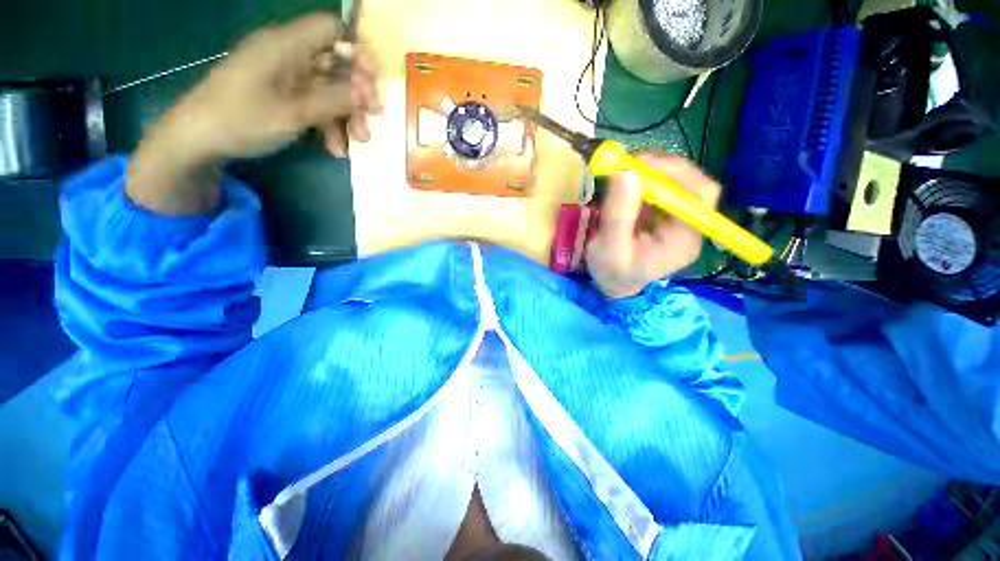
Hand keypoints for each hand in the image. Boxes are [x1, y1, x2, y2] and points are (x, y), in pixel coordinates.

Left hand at [166, 12, 380, 159]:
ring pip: (329, 89)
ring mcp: (285, 77)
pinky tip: (335, 148)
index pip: (332, 30)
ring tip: (358, 143)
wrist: (198, 139)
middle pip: (336, 64)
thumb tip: (366, 92)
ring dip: (347, 116)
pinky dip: (329, 125)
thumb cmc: (242, 120)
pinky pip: (315, 104)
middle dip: (357, 93)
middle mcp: (288, 55)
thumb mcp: (293, 113)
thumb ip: (333, 100)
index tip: (372, 83)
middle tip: (373, 118)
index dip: (357, 51)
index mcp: (286, 45)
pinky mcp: (282, 95)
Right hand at [586, 154, 720, 298]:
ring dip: (651, 171)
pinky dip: (645, 179)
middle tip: (629, 162)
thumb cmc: (612, 272)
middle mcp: (690, 225)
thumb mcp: (610, 248)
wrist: (615, 284)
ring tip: (624, 170)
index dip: (675, 172)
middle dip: (661, 168)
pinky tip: (627, 182)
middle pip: (691, 183)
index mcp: (685, 238)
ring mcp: (678, 218)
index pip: (699, 194)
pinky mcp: (665, 214)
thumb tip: (626, 174)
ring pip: (677, 181)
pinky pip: (662, 188)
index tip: (641, 163)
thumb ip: (618, 215)